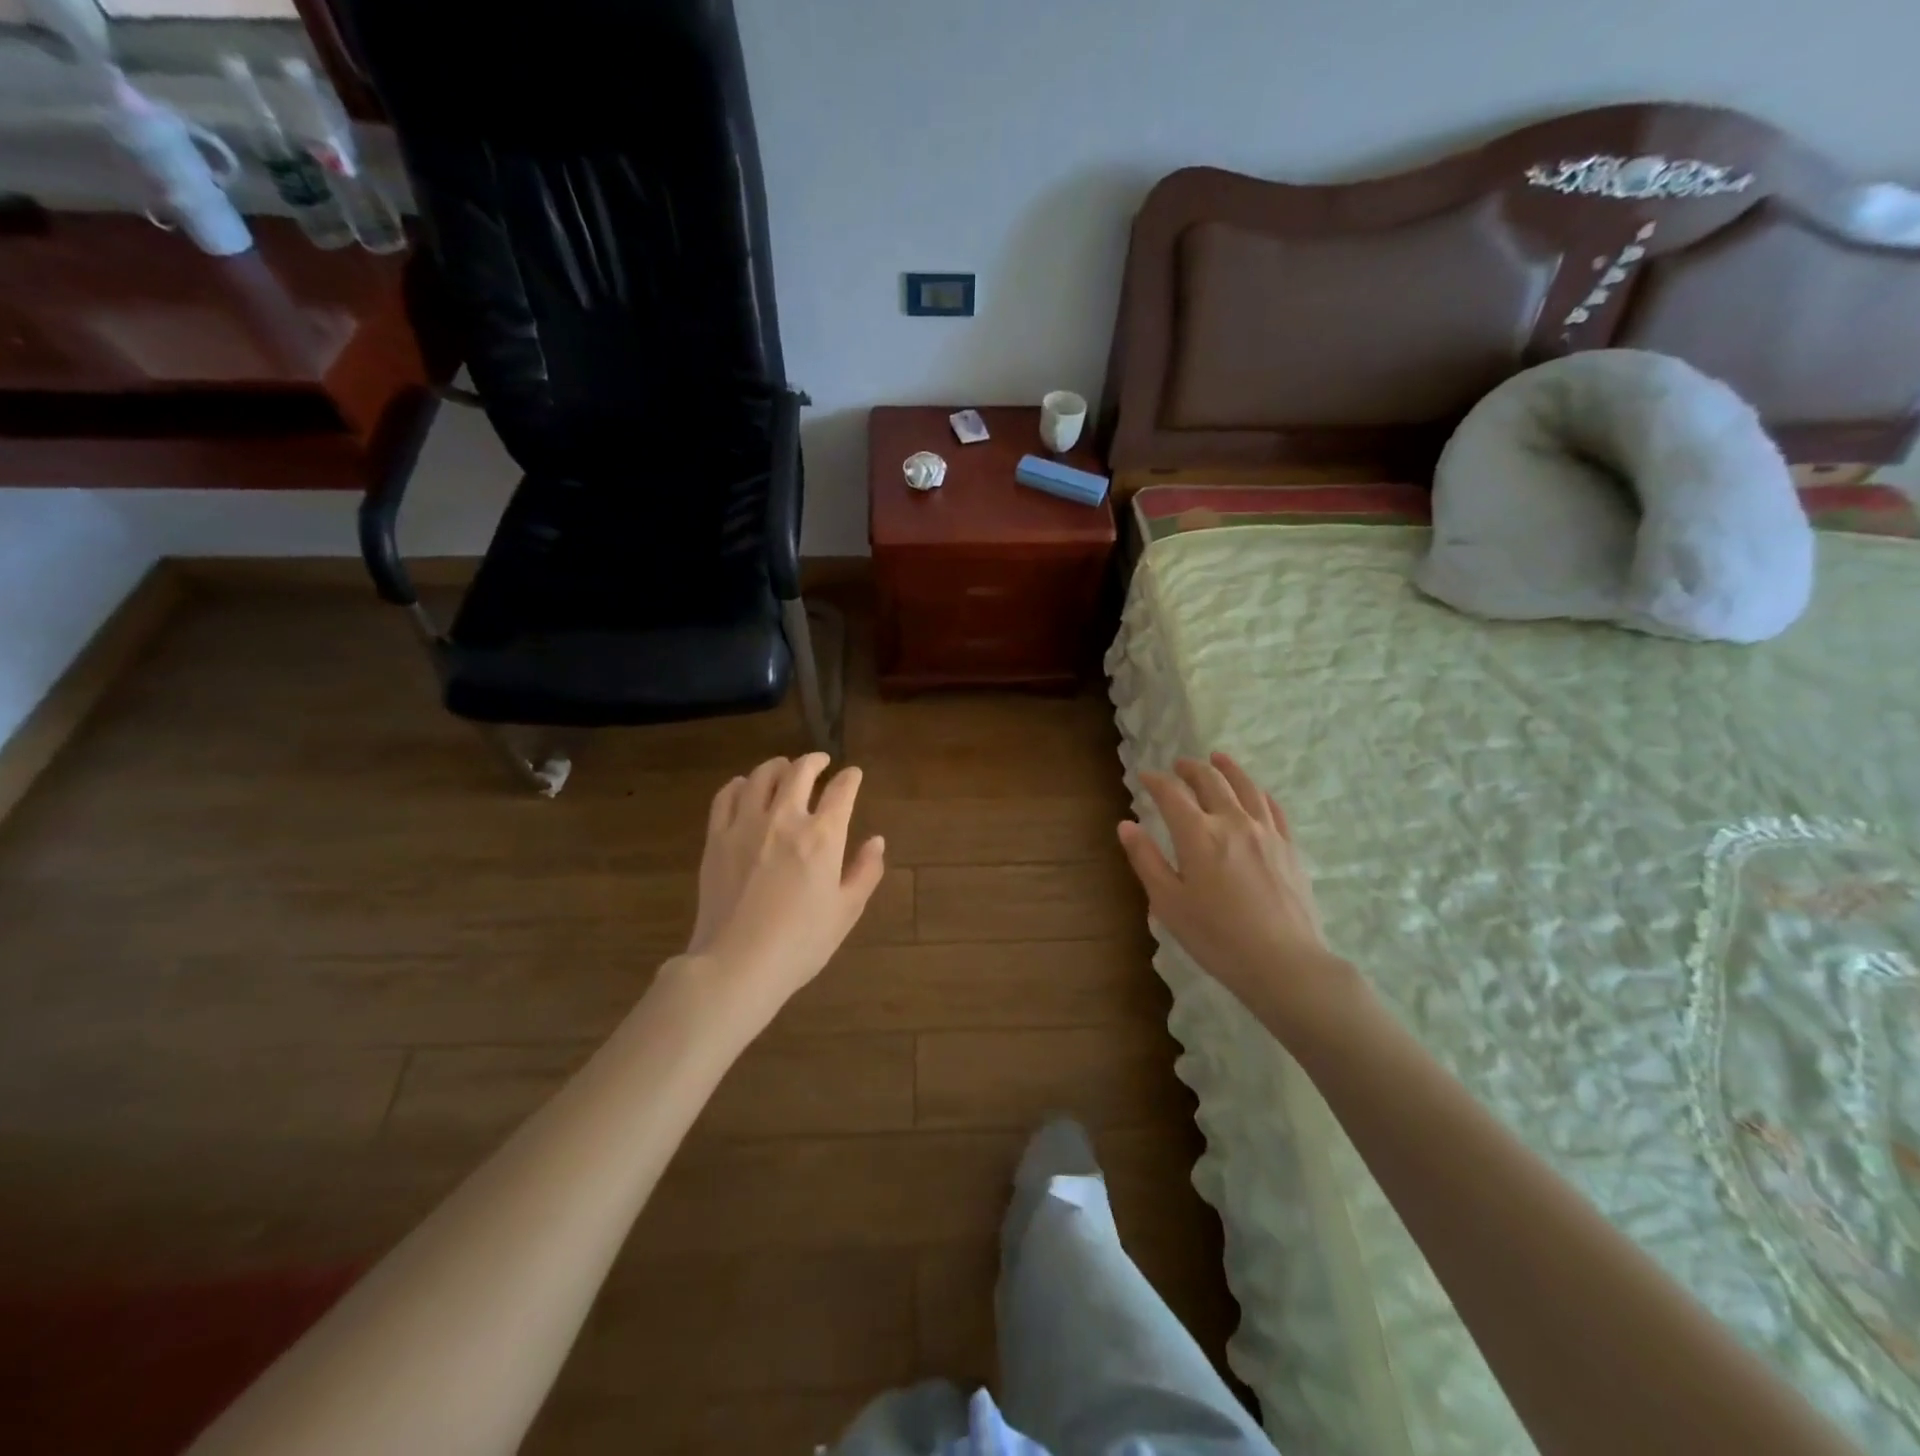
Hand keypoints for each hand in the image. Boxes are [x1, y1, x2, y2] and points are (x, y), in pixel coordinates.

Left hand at [685, 754, 886, 1018]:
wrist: (736, 964)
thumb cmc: (800, 942)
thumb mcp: (846, 911)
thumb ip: (865, 871)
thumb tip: (876, 841)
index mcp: (822, 836)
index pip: (841, 791)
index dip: (850, 778)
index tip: (853, 775)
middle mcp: (785, 819)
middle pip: (799, 772)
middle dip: (814, 761)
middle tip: (821, 761)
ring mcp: (746, 825)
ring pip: (761, 776)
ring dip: (777, 766)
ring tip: (784, 768)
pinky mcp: (717, 837)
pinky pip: (726, 796)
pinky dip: (739, 784)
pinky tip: (744, 787)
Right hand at [1118, 753, 1360, 1042]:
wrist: (1284, 963)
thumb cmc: (1216, 937)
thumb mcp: (1168, 903)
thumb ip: (1146, 859)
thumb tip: (1125, 825)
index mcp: (1198, 835)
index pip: (1171, 794)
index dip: (1155, 781)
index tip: (1144, 776)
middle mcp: (1232, 822)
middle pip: (1210, 781)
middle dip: (1190, 768)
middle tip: (1178, 764)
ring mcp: (1266, 832)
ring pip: (1245, 786)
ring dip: (1227, 768)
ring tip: (1217, 758)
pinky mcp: (1289, 847)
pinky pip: (1273, 807)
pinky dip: (1258, 792)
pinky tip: (1255, 792)